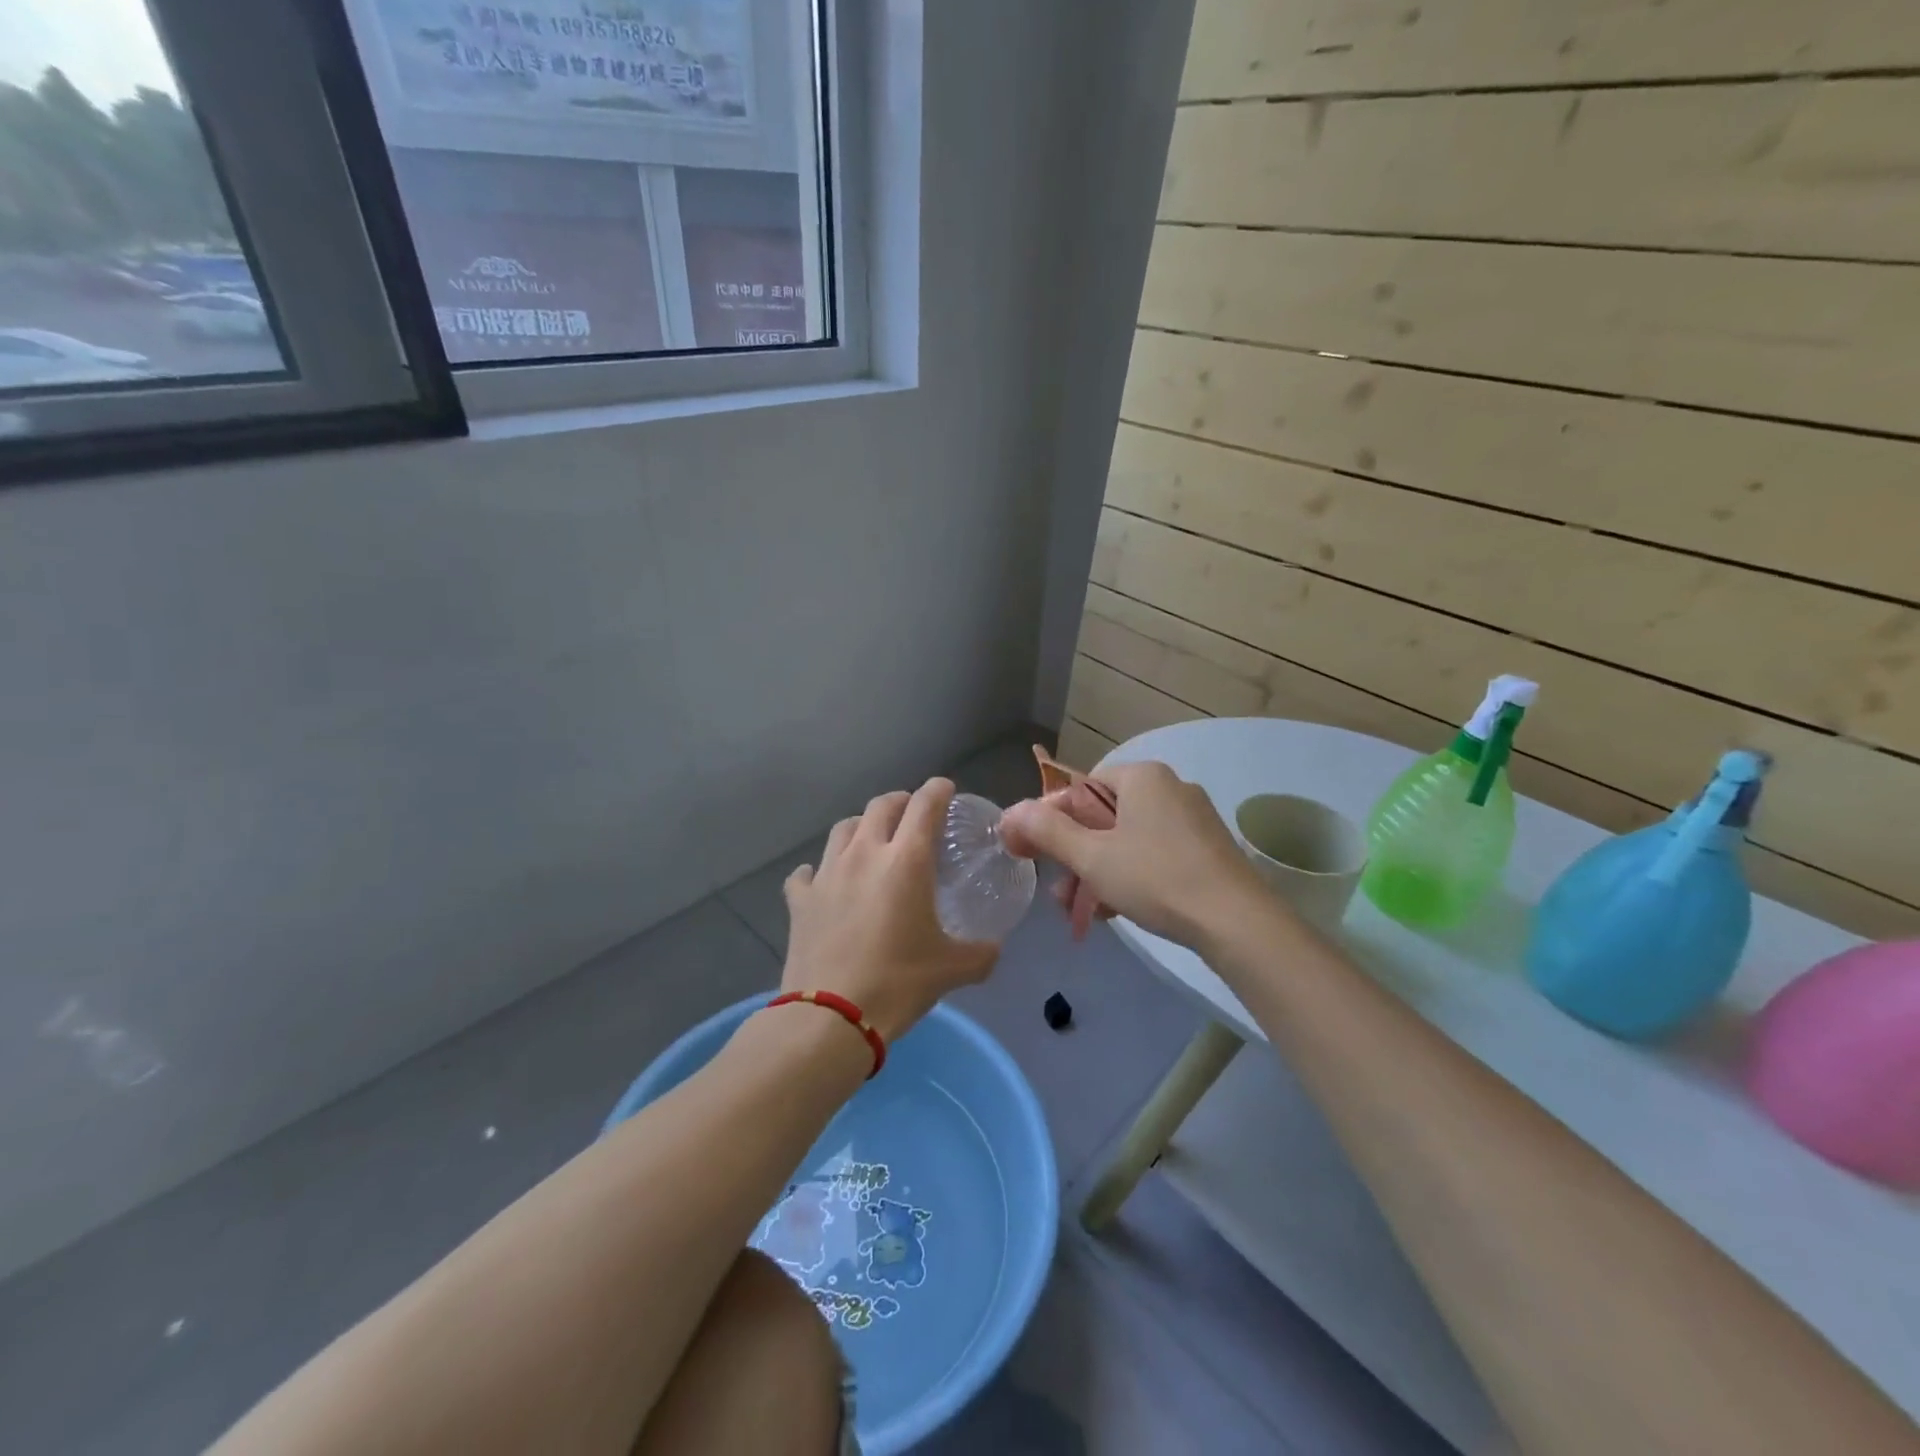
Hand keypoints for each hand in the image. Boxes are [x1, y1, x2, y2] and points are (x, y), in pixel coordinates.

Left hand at [781, 778, 998, 1045]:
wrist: (830, 1017)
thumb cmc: (898, 983)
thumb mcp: (952, 970)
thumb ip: (981, 954)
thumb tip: (994, 949)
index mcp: (906, 860)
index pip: (924, 804)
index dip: (938, 790)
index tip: (946, 790)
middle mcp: (865, 854)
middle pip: (881, 806)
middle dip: (900, 802)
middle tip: (913, 816)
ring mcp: (827, 873)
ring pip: (843, 829)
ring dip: (861, 827)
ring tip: (871, 842)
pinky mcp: (800, 899)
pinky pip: (806, 872)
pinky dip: (818, 871)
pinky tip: (824, 882)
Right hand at [1000, 759, 1269, 949]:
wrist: (1237, 922)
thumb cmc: (1156, 878)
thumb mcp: (1092, 856)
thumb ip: (1048, 831)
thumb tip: (1010, 813)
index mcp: (1141, 776)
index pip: (1080, 789)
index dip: (1050, 822)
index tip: (1032, 855)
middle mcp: (1169, 787)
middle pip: (1103, 817)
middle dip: (1075, 856)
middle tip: (1058, 894)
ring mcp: (1192, 817)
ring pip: (1127, 839)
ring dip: (1098, 872)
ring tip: (1082, 912)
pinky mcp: (1207, 847)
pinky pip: (1154, 853)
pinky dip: (1129, 876)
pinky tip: (1116, 910)